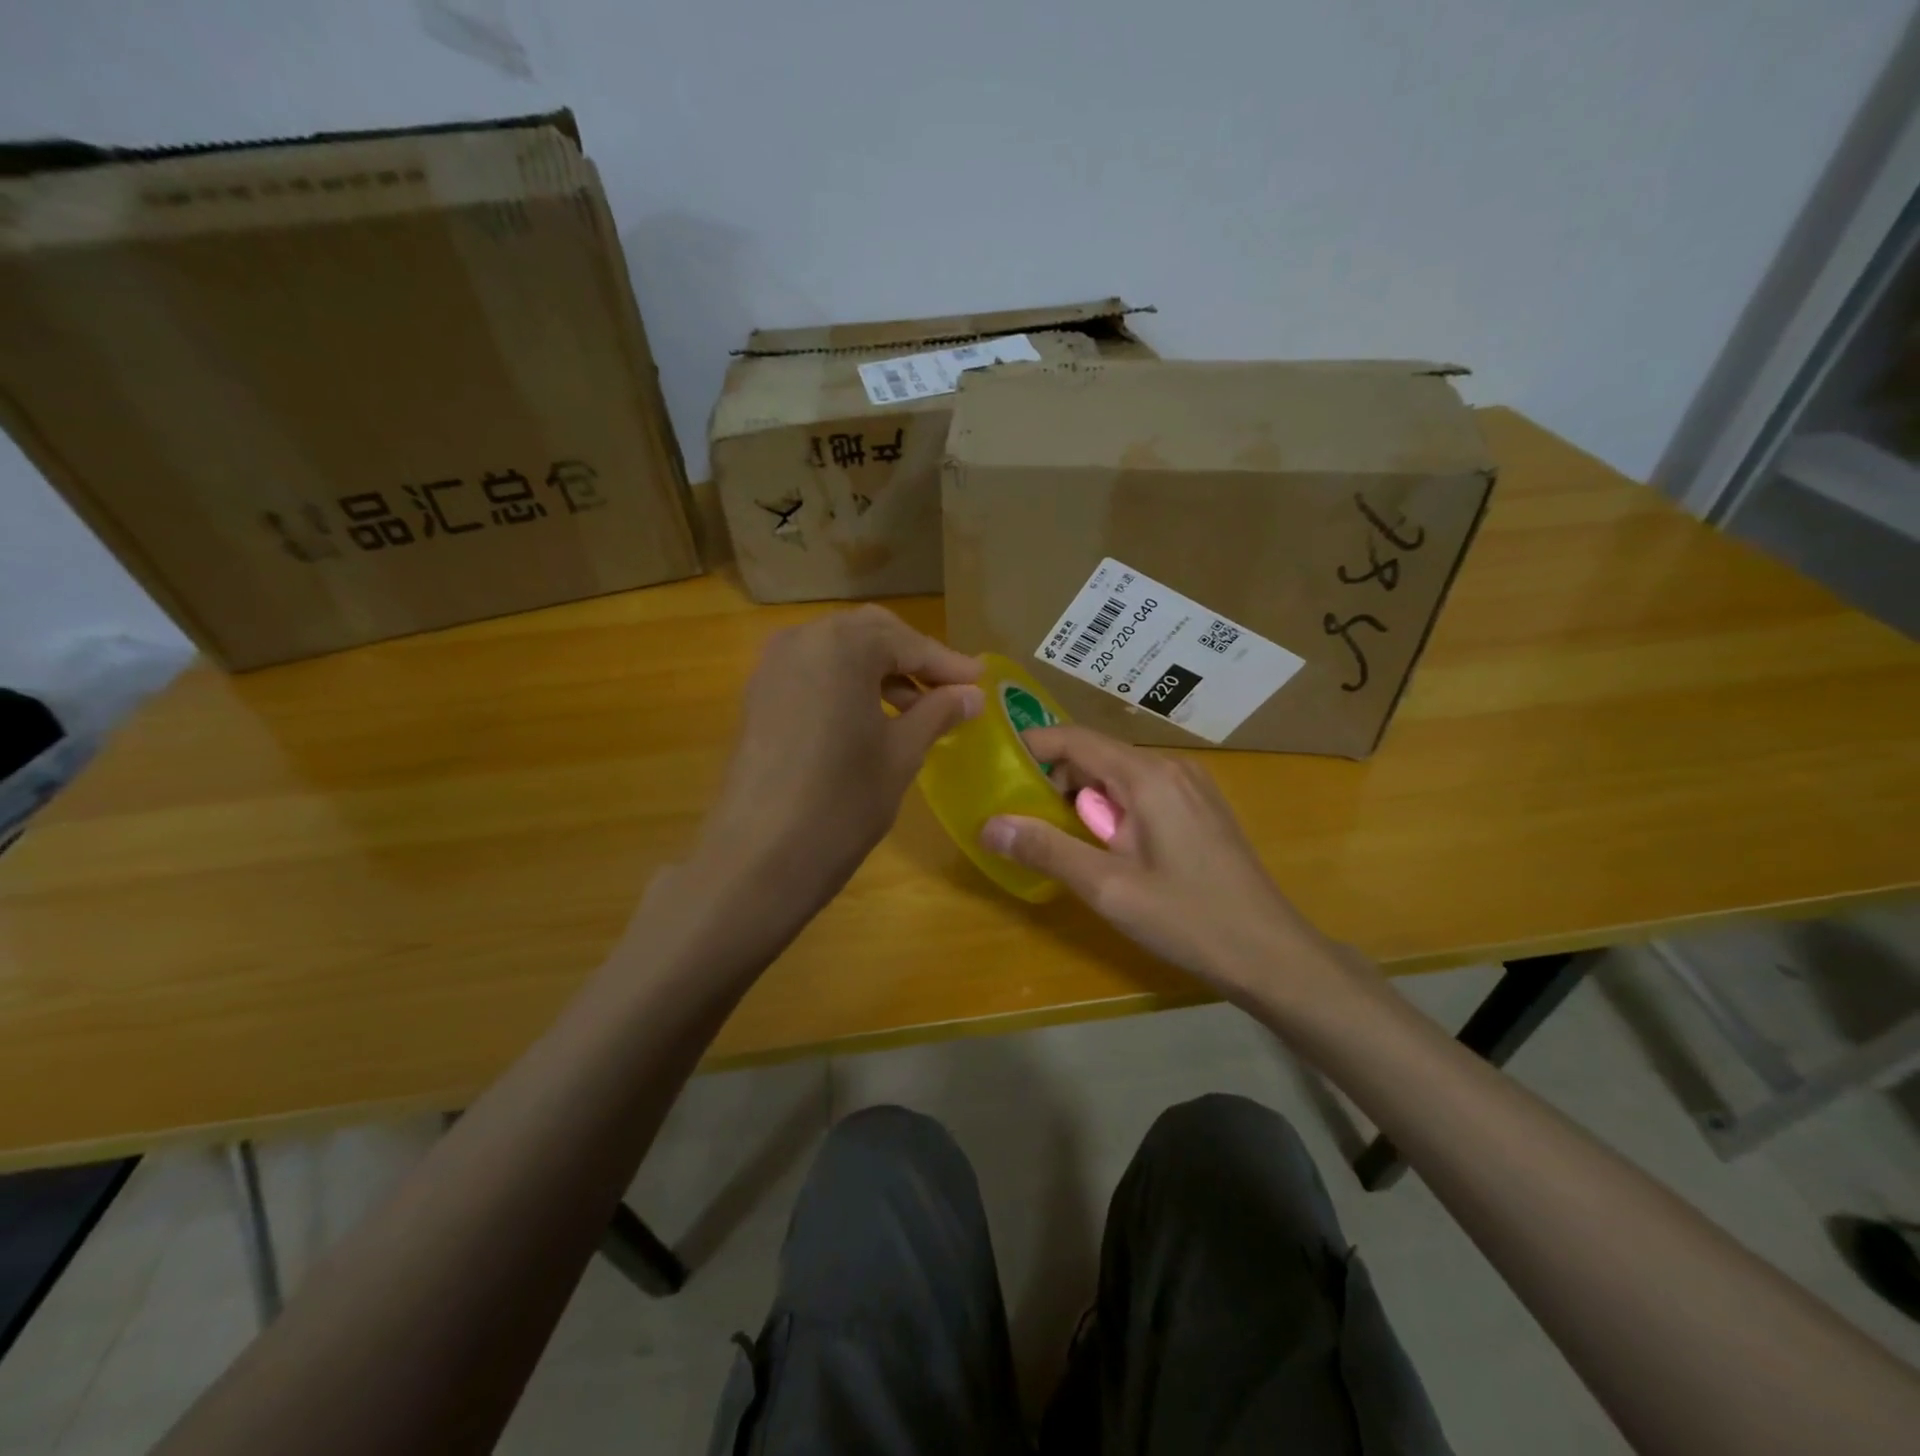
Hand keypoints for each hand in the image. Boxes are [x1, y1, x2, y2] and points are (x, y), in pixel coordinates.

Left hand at [699, 605, 982, 907]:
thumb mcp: (902, 753)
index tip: (981, 683)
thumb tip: (972, 695)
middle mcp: (803, 639)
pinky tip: (871, 716)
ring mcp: (773, 666)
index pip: (908, 642)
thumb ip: (938, 713)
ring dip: (880, 669)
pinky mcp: (759, 695)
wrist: (759, 857)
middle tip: (950, 689)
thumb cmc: (843, 801)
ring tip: (916, 708)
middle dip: (912, 657)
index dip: (948, 664)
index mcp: (843, 645)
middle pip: (871, 634)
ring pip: (840, 651)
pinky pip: (814, 672)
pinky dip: (847, 683)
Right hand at [980, 726, 1338, 1001]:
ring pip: (1118, 775)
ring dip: (1083, 799)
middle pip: (1096, 755)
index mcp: (1148, 776)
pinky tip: (1106, 847)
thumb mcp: (1108, 888)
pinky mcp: (1200, 808)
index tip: (994, 768)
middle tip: (1022, 818)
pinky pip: (1142, 792)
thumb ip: (1047, 850)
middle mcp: (1171, 767)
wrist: (1273, 955)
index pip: (1075, 738)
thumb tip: (990, 825)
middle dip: (1054, 781)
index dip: (1031, 747)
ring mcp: (1191, 786)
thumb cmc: (1189, 919)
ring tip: (1060, 839)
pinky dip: (1112, 809)